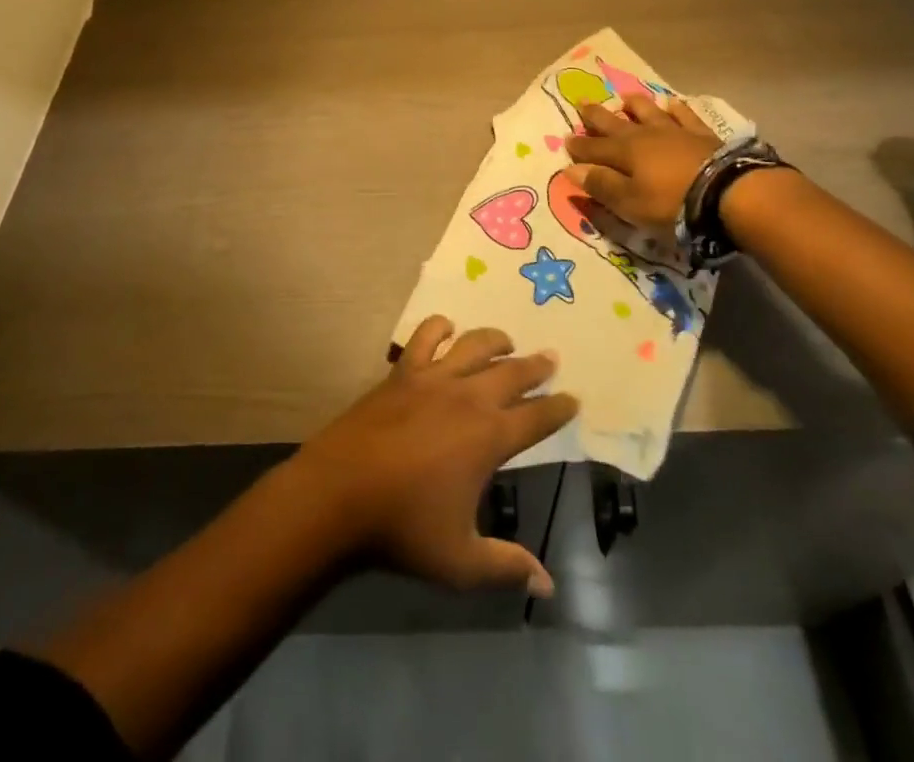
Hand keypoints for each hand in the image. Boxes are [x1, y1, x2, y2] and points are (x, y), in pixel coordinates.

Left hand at [287, 317, 576, 597]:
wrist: (339, 493)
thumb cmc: (403, 528)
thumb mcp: (461, 561)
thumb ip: (506, 567)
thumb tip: (547, 586)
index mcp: (490, 437)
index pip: (537, 418)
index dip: (559, 408)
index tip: (574, 399)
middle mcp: (468, 398)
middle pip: (512, 372)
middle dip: (536, 365)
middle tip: (551, 357)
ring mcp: (433, 379)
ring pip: (474, 345)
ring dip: (495, 339)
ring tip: (506, 340)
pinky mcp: (402, 372)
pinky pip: (425, 337)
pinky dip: (439, 327)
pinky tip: (446, 327)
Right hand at [565, 94, 720, 226]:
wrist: (726, 192)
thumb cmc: (671, 203)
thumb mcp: (630, 203)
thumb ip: (601, 185)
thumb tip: (571, 169)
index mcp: (623, 153)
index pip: (593, 149)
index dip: (578, 147)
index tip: (565, 140)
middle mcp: (644, 135)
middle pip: (614, 123)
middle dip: (596, 115)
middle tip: (581, 103)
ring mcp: (674, 131)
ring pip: (648, 112)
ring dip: (634, 105)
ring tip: (624, 98)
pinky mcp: (701, 134)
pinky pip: (684, 115)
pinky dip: (676, 109)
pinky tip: (672, 103)